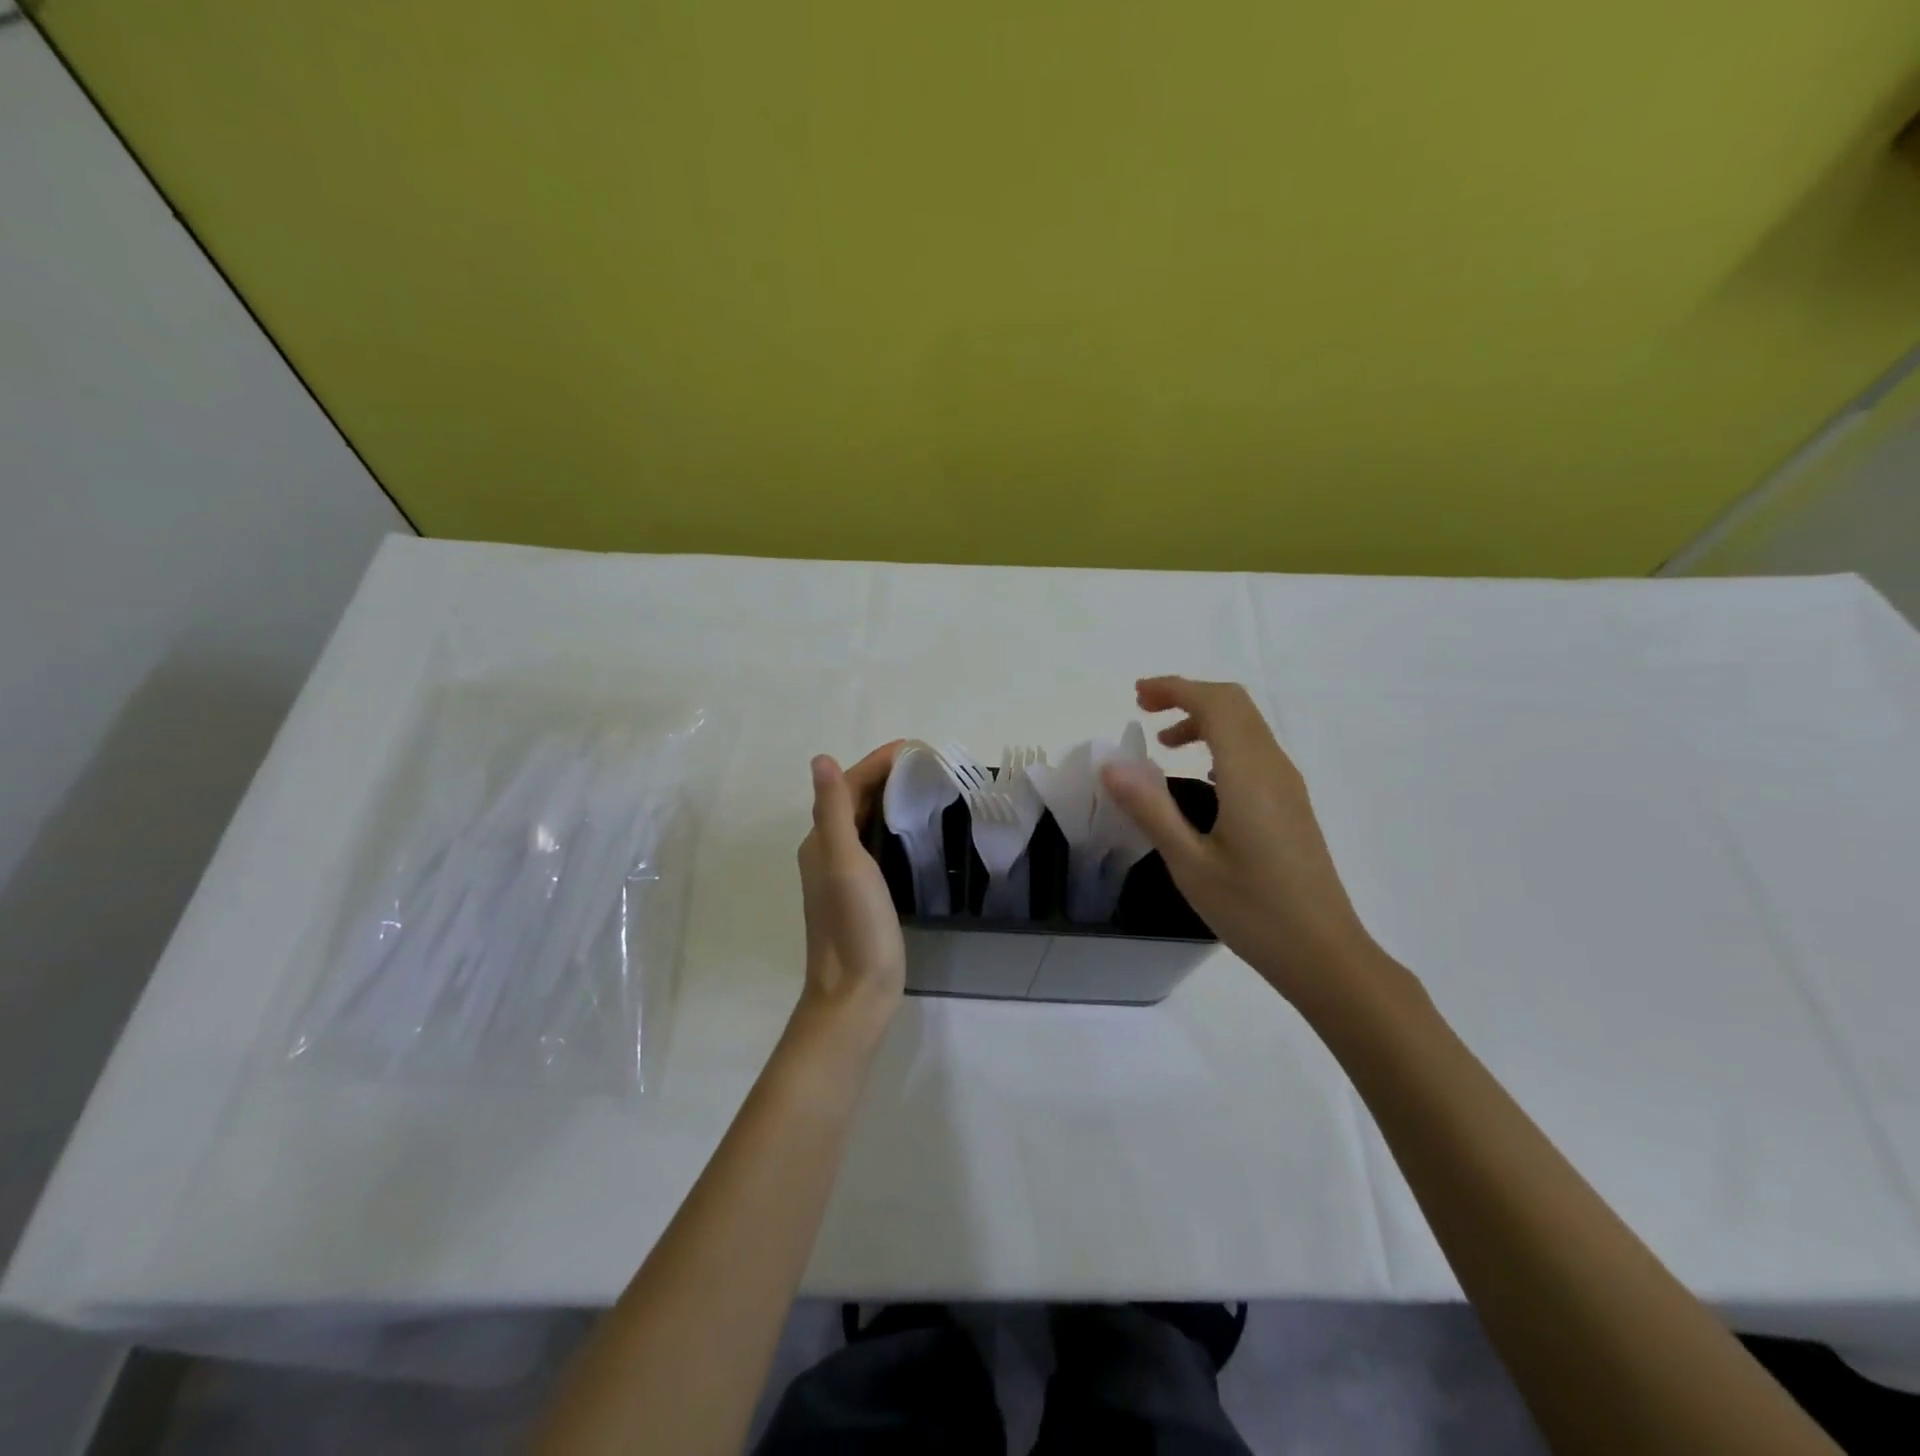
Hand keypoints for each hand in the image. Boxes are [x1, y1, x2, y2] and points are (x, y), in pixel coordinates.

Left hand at [796, 743, 906, 1029]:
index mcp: (820, 841)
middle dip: (884, 776)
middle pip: (853, 800)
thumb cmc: (854, 925)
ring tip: (925, 787)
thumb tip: (820, 759)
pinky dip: (892, 826)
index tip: (914, 748)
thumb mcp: (845, 862)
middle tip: (927, 764)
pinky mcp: (861, 892)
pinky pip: (874, 844)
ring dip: (888, 799)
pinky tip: (915, 830)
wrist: (856, 992)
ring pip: (863, 821)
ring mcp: (843, 874)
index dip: (876, 763)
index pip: (846, 786)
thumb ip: (833, 810)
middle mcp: (826, 851)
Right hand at [1099, 677, 1381, 1007]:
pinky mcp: (1292, 804)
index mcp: (1248, 775)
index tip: (1136, 696)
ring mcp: (1288, 786)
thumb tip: (1111, 764)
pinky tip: (1201, 775)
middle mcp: (1274, 768)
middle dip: (1188, 695)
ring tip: (1164, 742)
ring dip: (1205, 718)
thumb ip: (1150, 809)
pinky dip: (1222, 741)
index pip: (1215, 704)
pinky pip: (1255, 750)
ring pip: (1248, 726)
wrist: (1325, 954)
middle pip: (1235, 705)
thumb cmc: (1253, 911)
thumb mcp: (1190, 864)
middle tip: (1144, 708)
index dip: (1175, 689)